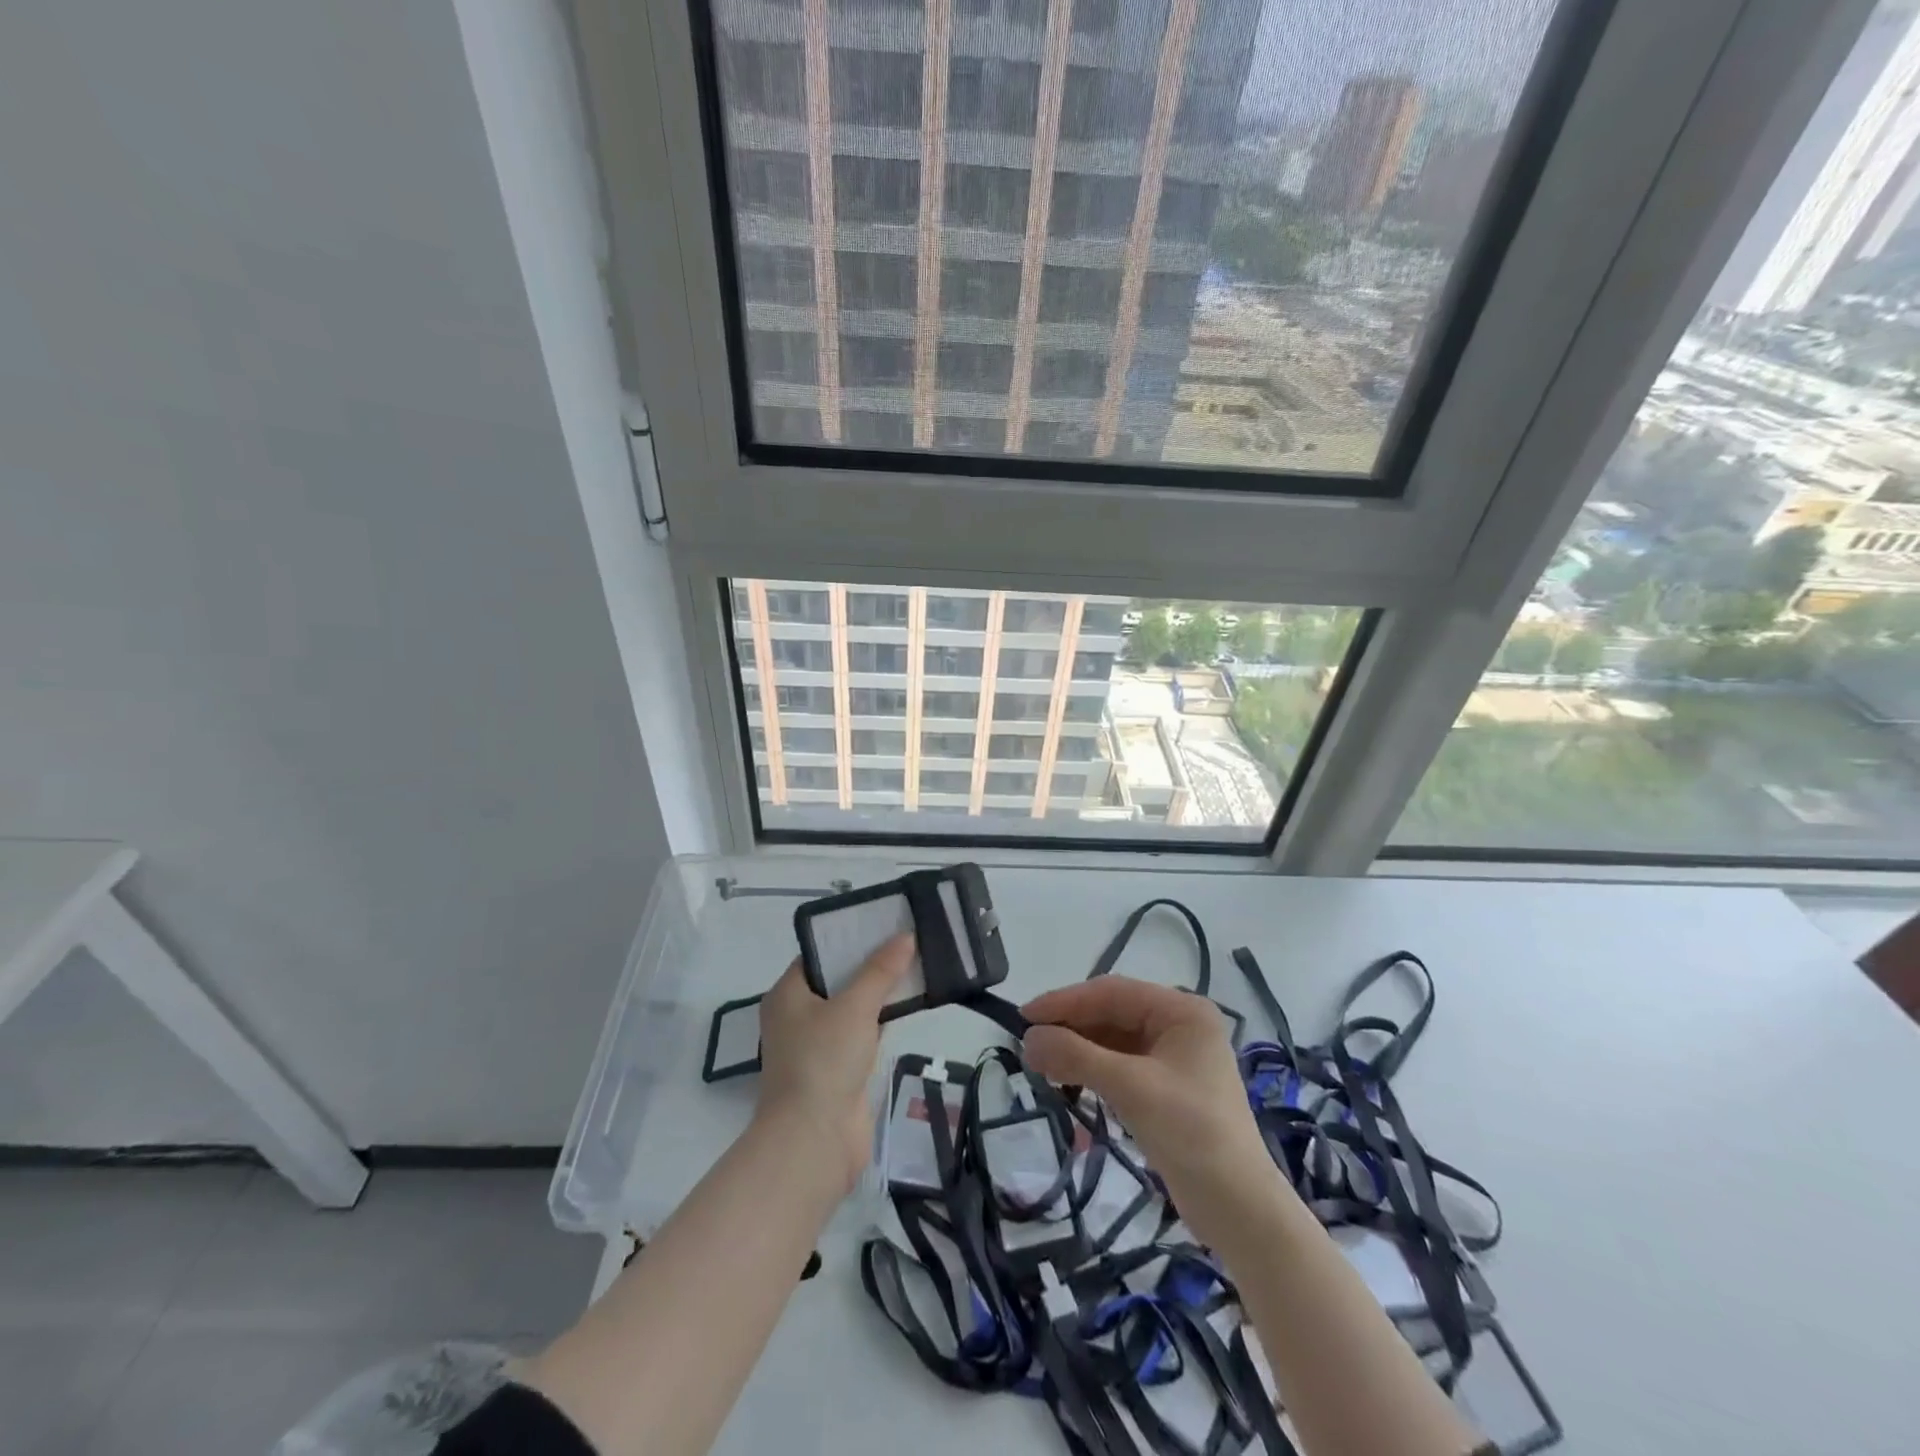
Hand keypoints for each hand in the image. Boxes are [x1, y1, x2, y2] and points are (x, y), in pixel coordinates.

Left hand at [756, 934, 911, 1192]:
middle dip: (870, 963)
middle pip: (837, 979)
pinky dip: (881, 1020)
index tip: (883, 922)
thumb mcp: (854, 1007)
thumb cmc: (823, 1061)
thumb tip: (905, 936)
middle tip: (906, 940)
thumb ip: (880, 971)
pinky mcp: (837, 1069)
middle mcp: (797, 1016)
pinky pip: (862, 1033)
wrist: (815, 1141)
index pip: (818, 954)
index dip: (848, 937)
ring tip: (915, 964)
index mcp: (787, 994)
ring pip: (852, 1007)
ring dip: (879, 992)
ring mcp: (817, 1045)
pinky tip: (909, 1005)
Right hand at [1021, 978, 1267, 1215]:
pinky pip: (1119, 1067)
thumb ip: (1076, 1056)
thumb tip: (1028, 1038)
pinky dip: (1092, 1074)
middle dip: (1070, 1029)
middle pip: (1111, 1014)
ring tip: (1042, 1068)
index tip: (1023, 1016)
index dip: (1065, 1001)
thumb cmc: (1191, 1134)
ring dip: (1077, 1053)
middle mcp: (1179, 1025)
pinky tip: (1068, 1087)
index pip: (1111, 992)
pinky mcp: (1166, 1088)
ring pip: (1112, 1041)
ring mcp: (1173, 1057)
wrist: (1239, 1211)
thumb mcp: (1131, 1088)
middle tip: (1028, 1048)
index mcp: (1181, 1011)